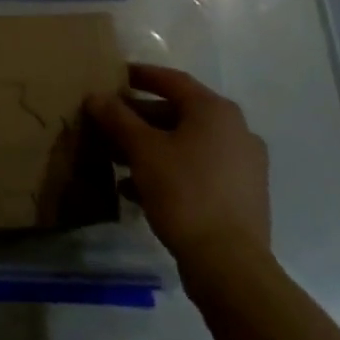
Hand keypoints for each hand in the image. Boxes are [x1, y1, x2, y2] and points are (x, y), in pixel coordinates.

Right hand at [88, 64, 269, 282]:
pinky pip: (199, 169)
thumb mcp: (142, 150)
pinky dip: (170, 170)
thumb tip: (96, 96)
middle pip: (180, 113)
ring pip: (188, 144)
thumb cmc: (184, 192)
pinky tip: (138, 190)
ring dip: (152, 146)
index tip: (116, 75)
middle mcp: (236, 130)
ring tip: (117, 158)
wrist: (229, 264)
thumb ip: (117, 118)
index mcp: (216, 111)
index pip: (173, 80)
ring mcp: (244, 165)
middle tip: (110, 121)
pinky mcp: (242, 195)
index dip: (142, 75)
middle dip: (141, 117)